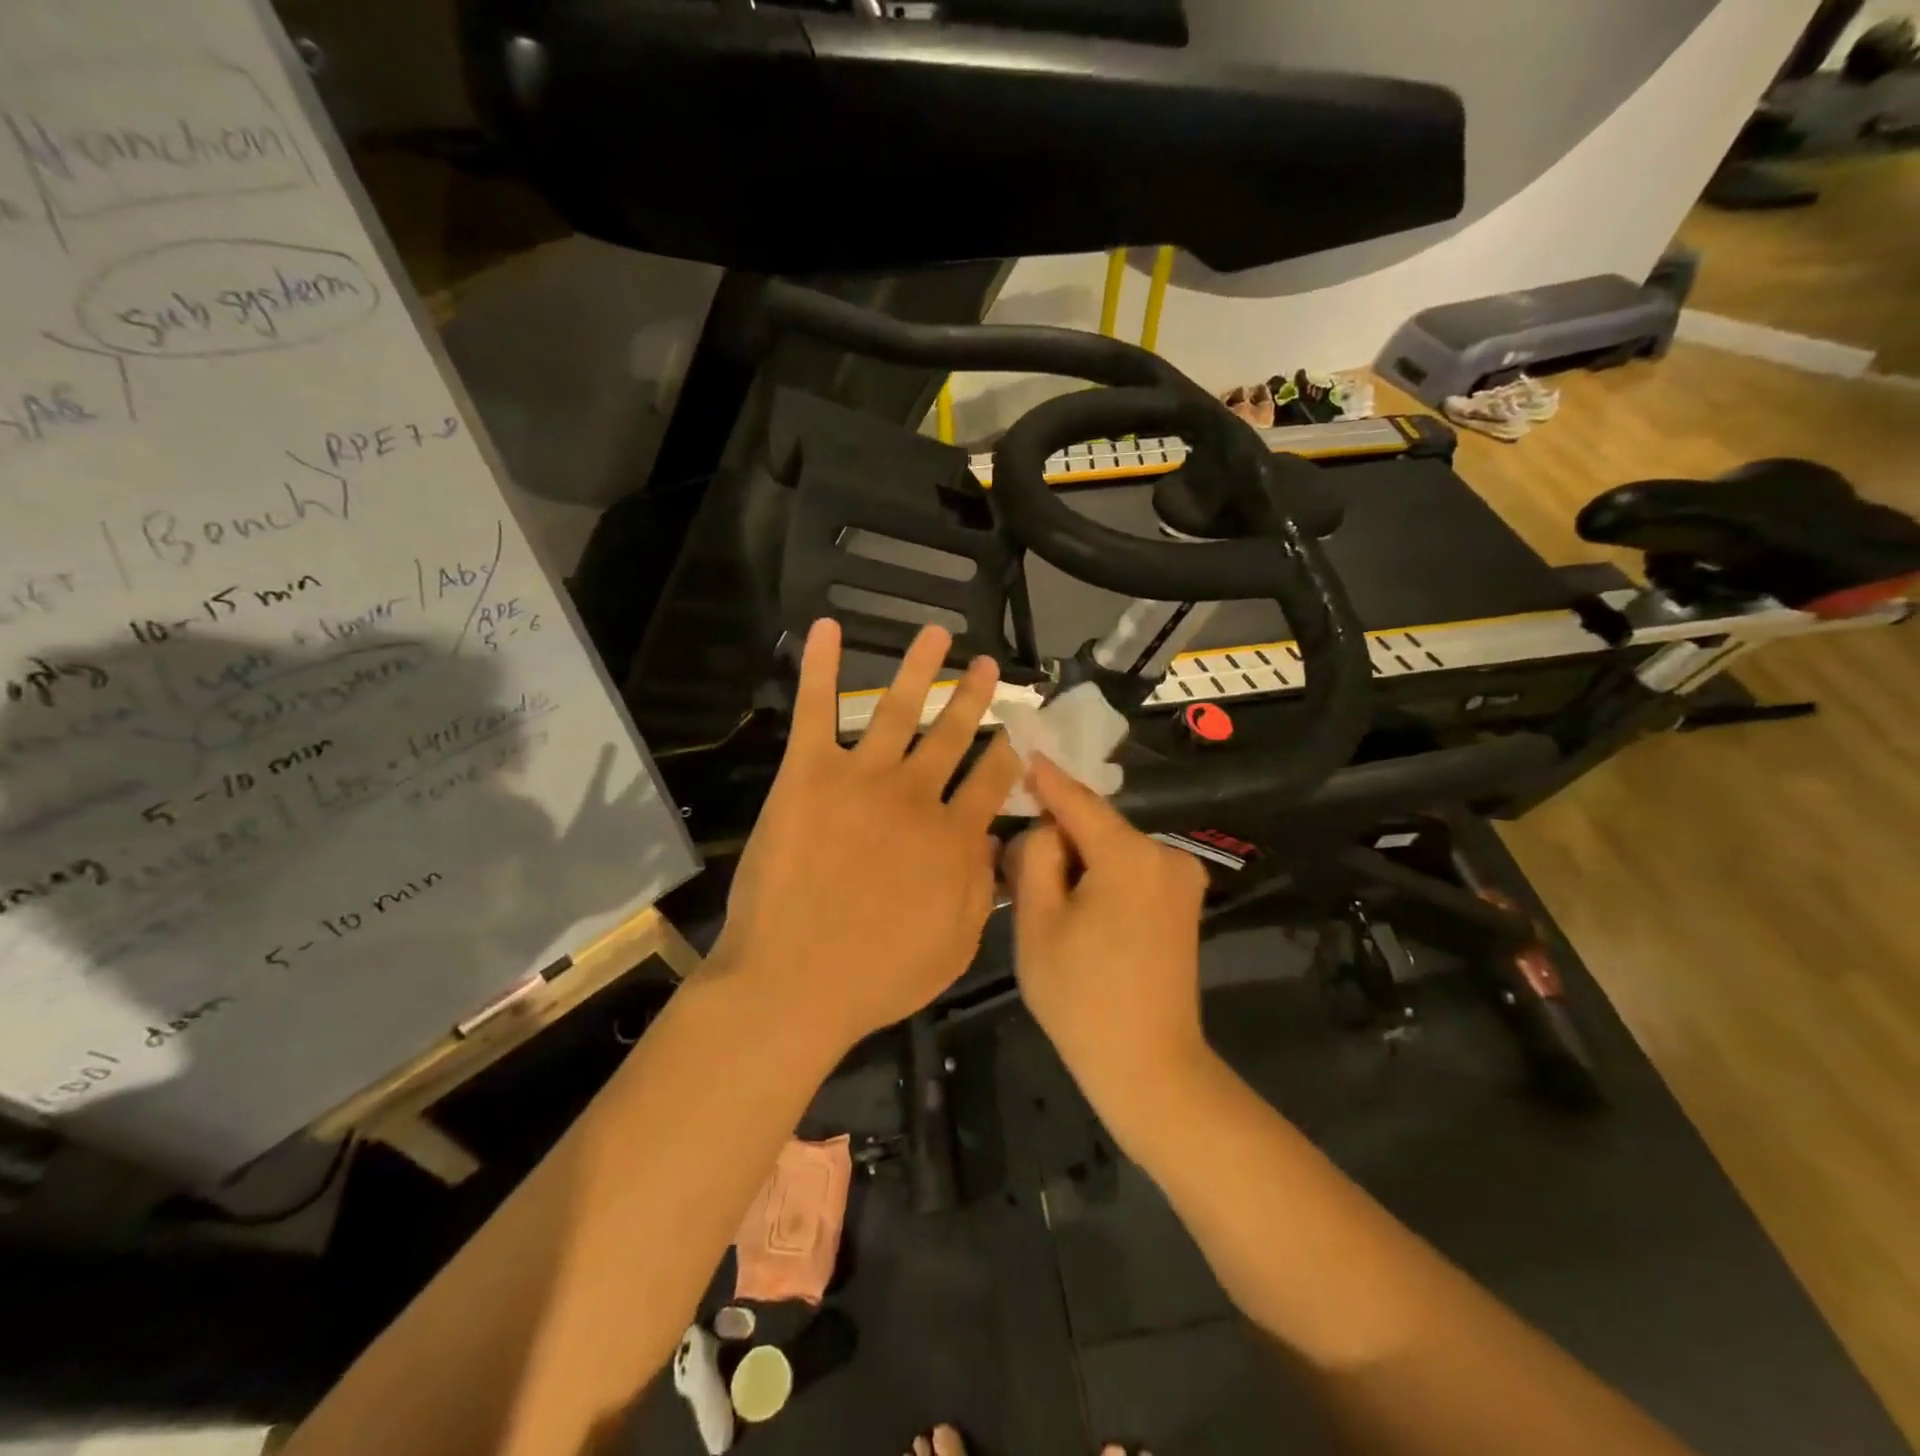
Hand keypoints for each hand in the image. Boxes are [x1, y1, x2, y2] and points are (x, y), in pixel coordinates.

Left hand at [711, 619, 1019, 1050]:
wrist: (795, 981)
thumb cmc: (877, 976)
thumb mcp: (955, 946)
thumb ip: (980, 887)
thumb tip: (993, 839)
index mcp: (953, 836)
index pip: (991, 781)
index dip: (1008, 754)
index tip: (1016, 733)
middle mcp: (916, 795)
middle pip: (951, 735)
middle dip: (972, 697)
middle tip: (986, 666)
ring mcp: (862, 778)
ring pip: (898, 708)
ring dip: (919, 667)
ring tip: (936, 635)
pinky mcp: (808, 773)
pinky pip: (815, 710)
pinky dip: (819, 667)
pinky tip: (826, 629)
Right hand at [1008, 755, 1210, 1099]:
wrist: (1149, 1066)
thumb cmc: (1081, 996)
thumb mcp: (1037, 921)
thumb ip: (1035, 857)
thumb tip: (1045, 829)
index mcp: (1130, 855)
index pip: (1078, 800)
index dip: (1046, 778)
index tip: (1023, 750)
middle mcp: (1165, 855)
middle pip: (1095, 827)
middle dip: (1058, 837)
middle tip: (1017, 863)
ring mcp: (1181, 880)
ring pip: (1112, 850)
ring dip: (1078, 861)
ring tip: (1045, 899)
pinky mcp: (1183, 904)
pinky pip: (1130, 871)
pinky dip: (1101, 878)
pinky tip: (1079, 913)